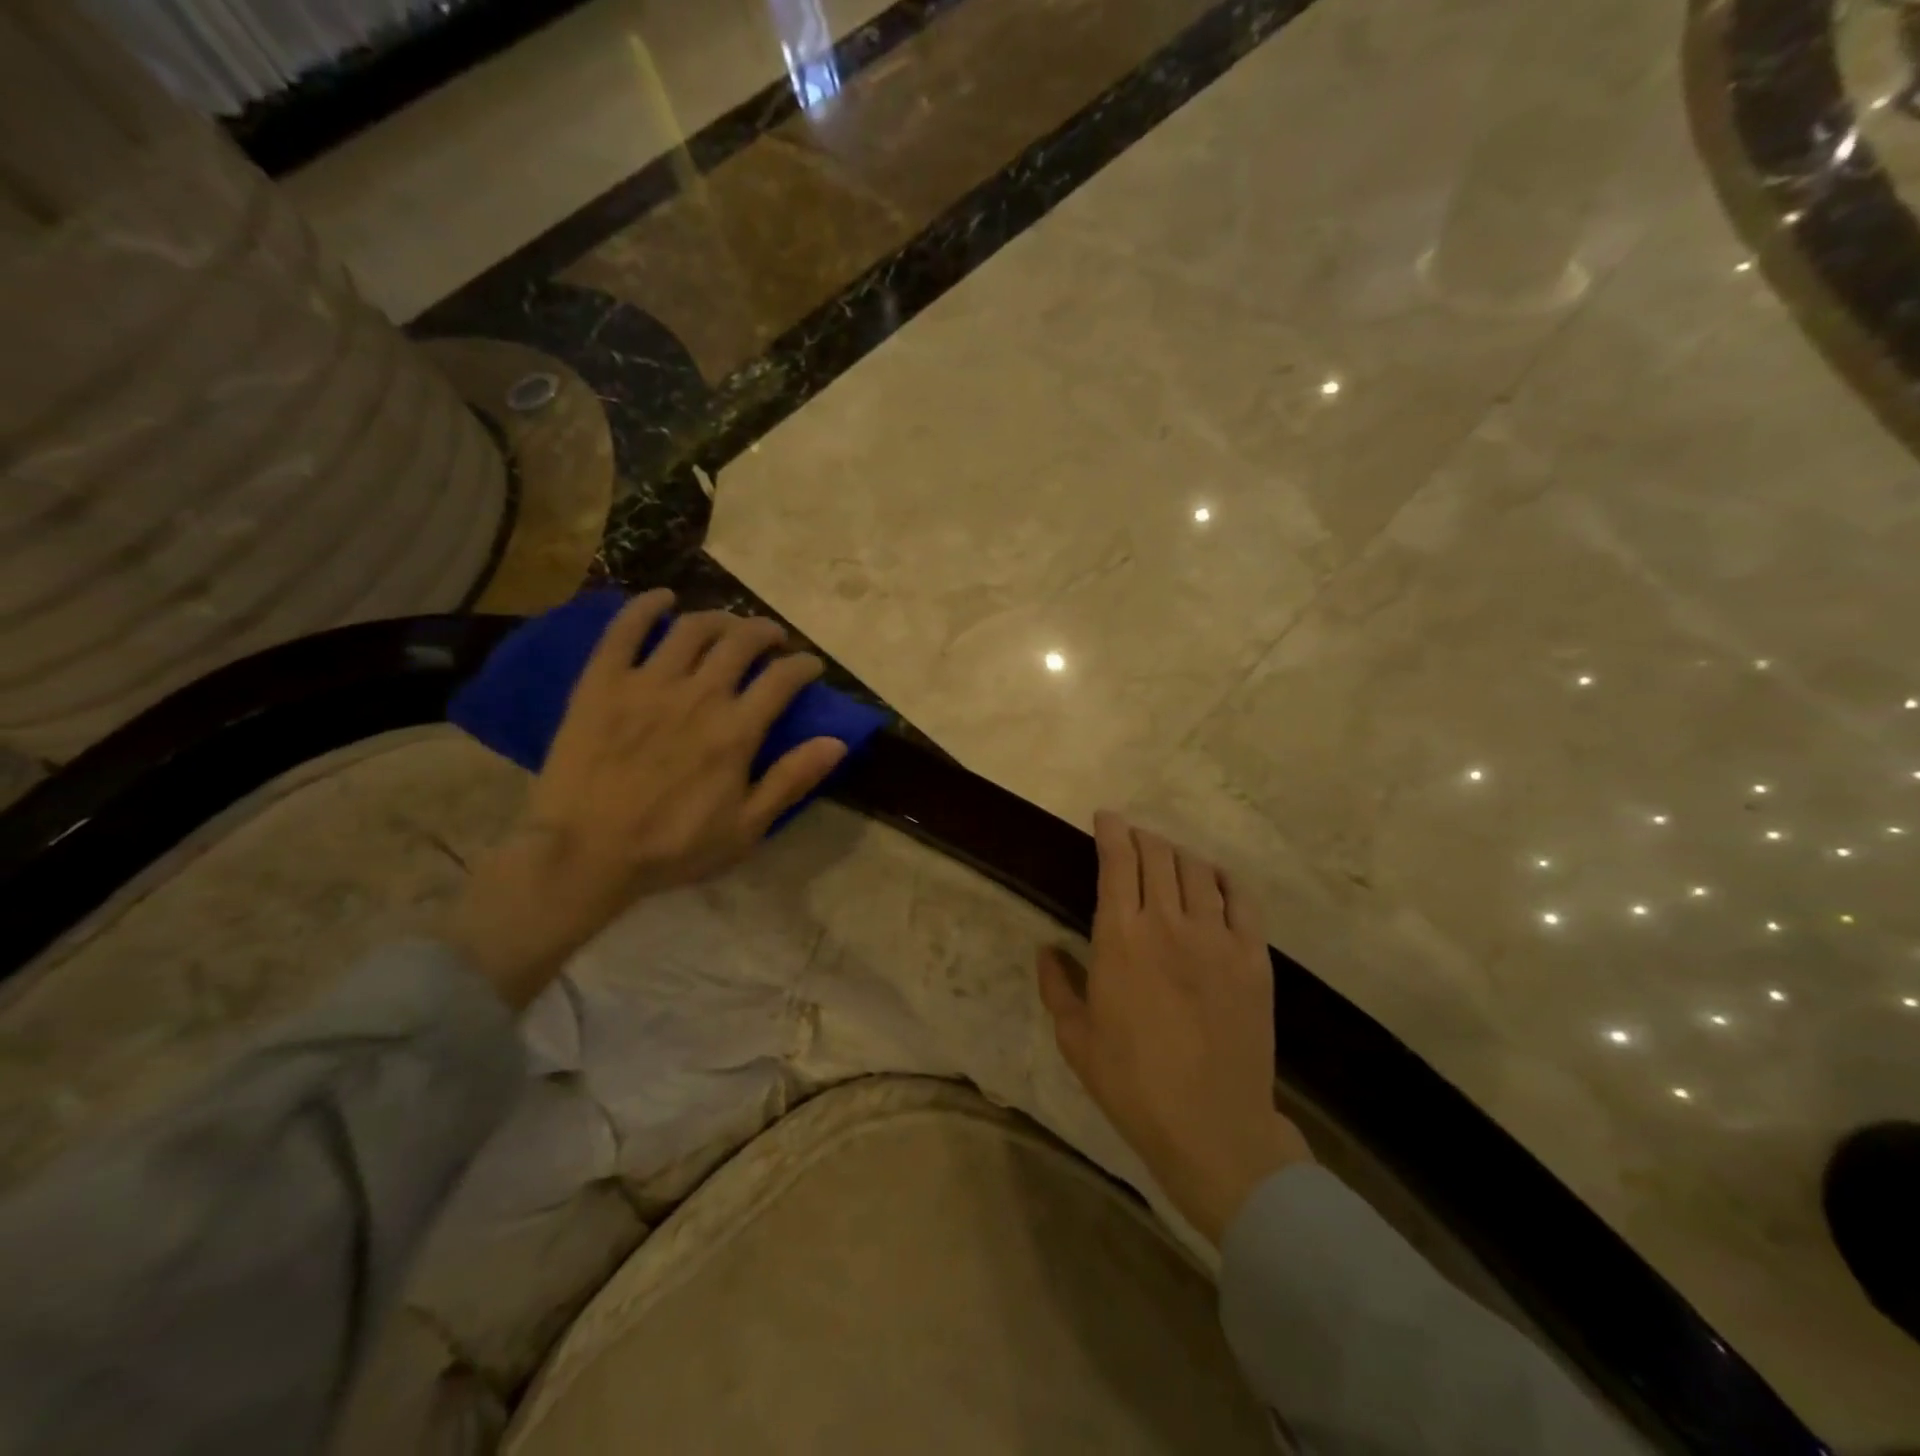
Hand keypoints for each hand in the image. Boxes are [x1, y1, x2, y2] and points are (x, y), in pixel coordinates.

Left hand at [448, 591, 847, 1006]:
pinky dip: (646, 606)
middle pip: (741, 641)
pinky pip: (625, 629)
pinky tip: (662, 598)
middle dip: (765, 632)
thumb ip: (791, 781)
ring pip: (692, 628)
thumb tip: (837, 742)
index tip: (810, 666)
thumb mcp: (746, 828)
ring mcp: (647, 683)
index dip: (803, 665)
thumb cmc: (671, 847)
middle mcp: (698, 695)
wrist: (583, 853)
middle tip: (772, 639)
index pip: (783, 678)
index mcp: (735, 731)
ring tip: (728, 625)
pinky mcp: (603, 682)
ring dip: (719, 617)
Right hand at [1037, 813, 1312, 1244]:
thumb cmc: (1131, 1082)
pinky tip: (1216, 880)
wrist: (1211, 1125)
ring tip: (1170, 859)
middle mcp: (1168, 922)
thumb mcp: (1075, 1037)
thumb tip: (1047, 950)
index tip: (1106, 817)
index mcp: (1120, 937)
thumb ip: (1057, 985)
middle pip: (1158, 855)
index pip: (1117, 861)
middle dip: (1142, 837)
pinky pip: (1242, 899)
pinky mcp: (1253, 957)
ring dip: (1179, 855)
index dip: (1111, 831)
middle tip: (1134, 838)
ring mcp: (1216, 937)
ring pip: (1198, 870)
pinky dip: (1225, 880)